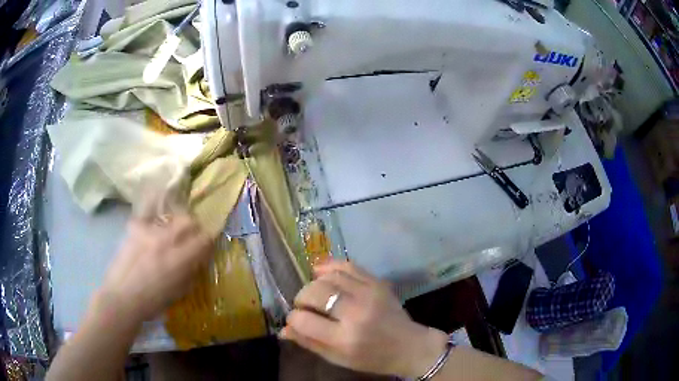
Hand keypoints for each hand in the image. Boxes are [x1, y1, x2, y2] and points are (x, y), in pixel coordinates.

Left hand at [95, 213, 213, 325]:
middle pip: (189, 220)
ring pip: (170, 214)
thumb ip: (192, 271)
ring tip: (169, 231)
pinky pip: (149, 208)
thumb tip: (198, 257)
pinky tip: (154, 214)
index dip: (208, 241)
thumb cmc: (153, 301)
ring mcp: (149, 229)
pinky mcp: (135, 225)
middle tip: (190, 236)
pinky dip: (154, 208)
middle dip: (194, 228)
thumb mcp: (180, 292)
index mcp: (180, 259)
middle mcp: (166, 239)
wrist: (122, 297)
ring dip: (175, 223)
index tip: (205, 247)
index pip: (204, 238)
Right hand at [281, 261, 448, 377]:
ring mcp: (369, 293)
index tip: (296, 320)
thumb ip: (309, 342)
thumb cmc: (371, 358)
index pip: (303, 320)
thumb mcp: (338, 358)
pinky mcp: (377, 282)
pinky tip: (321, 273)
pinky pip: (347, 265)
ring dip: (314, 283)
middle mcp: (356, 312)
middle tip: (304, 306)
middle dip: (301, 298)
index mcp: (345, 338)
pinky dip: (330, 267)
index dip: (293, 318)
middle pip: (314, 292)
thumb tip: (283, 329)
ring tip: (315, 293)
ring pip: (328, 276)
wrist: (408, 346)